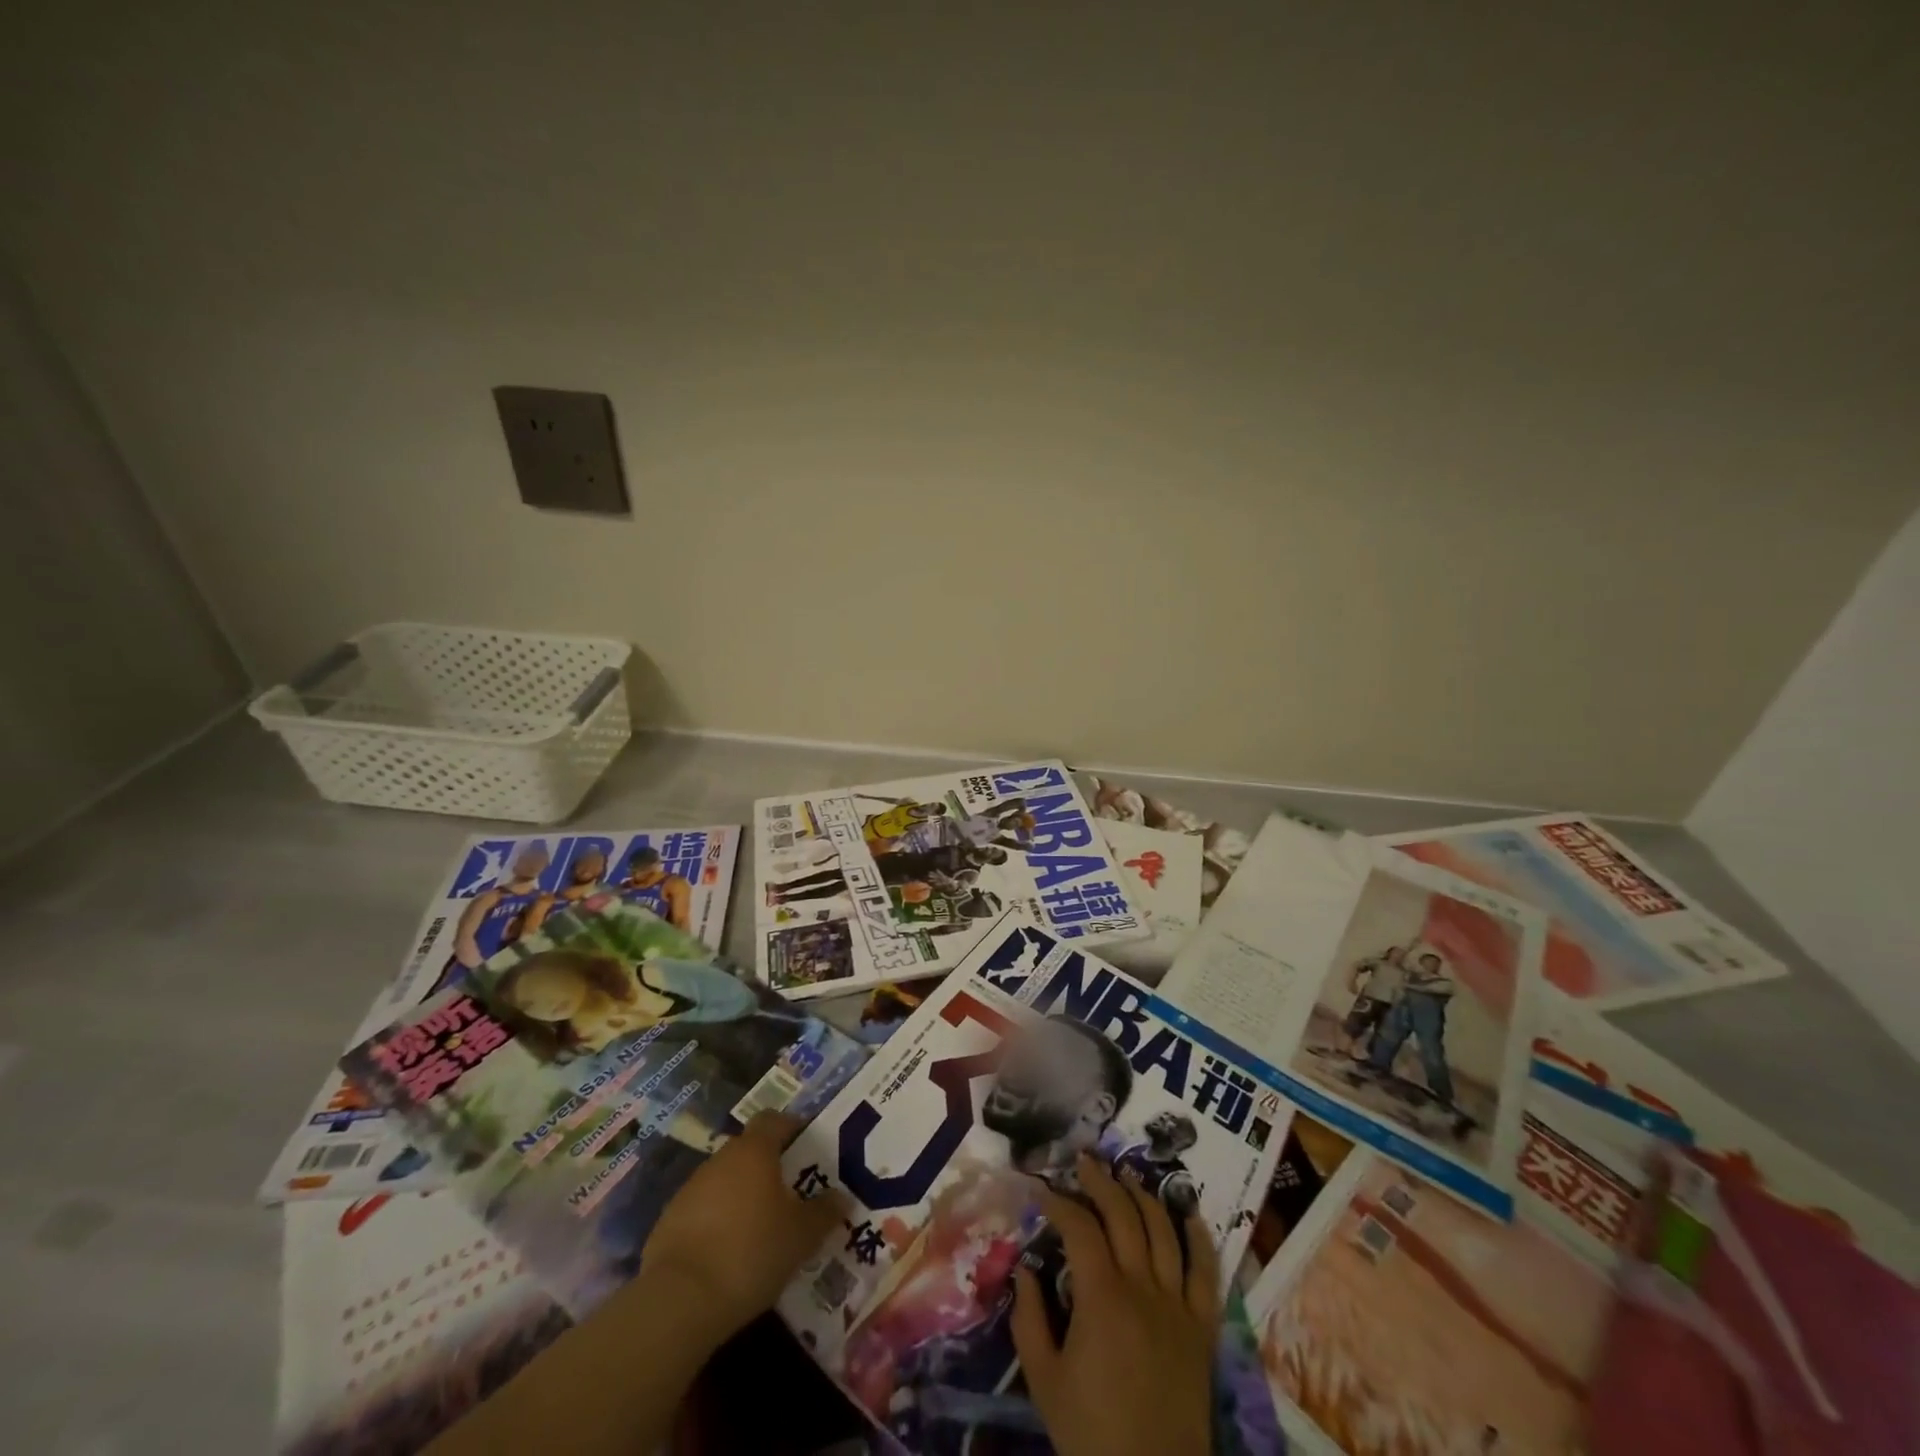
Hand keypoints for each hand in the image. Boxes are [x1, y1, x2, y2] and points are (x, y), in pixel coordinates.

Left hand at [638, 1111, 846, 1340]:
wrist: (679, 1301)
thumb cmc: (751, 1252)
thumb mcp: (801, 1236)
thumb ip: (825, 1212)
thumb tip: (843, 1197)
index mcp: (754, 1151)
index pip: (773, 1120)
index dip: (791, 1127)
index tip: (807, 1145)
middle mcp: (721, 1159)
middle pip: (748, 1151)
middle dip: (768, 1167)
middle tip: (790, 1195)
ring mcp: (690, 1189)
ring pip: (724, 1181)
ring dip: (741, 1196)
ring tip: (760, 1229)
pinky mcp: (668, 1222)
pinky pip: (702, 1211)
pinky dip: (716, 1223)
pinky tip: (727, 1254)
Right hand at [1012, 1155, 1216, 1455]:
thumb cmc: (1092, 1433)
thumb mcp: (1044, 1380)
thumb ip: (1028, 1318)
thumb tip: (1024, 1269)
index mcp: (1102, 1297)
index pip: (1079, 1227)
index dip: (1058, 1202)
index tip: (1040, 1190)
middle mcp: (1142, 1286)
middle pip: (1123, 1215)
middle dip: (1101, 1181)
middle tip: (1084, 1161)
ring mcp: (1176, 1303)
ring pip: (1163, 1231)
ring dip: (1143, 1196)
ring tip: (1126, 1176)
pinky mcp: (1202, 1326)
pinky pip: (1206, 1272)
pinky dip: (1199, 1237)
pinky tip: (1188, 1213)